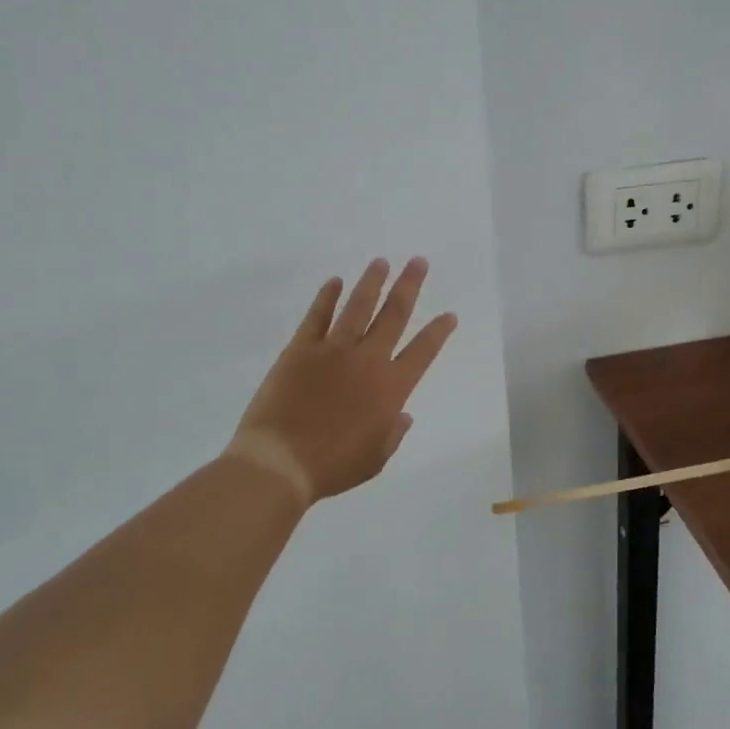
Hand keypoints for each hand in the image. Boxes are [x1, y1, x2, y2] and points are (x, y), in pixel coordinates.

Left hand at [227, 259, 456, 504]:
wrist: (280, 463)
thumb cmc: (331, 467)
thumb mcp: (375, 460)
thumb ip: (393, 434)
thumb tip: (402, 415)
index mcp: (391, 389)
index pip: (423, 351)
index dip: (438, 331)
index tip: (450, 314)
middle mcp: (367, 360)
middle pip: (394, 314)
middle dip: (409, 286)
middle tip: (419, 261)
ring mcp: (333, 350)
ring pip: (358, 306)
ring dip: (372, 282)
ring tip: (381, 262)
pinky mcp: (300, 349)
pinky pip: (317, 316)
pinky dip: (327, 297)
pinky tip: (334, 282)